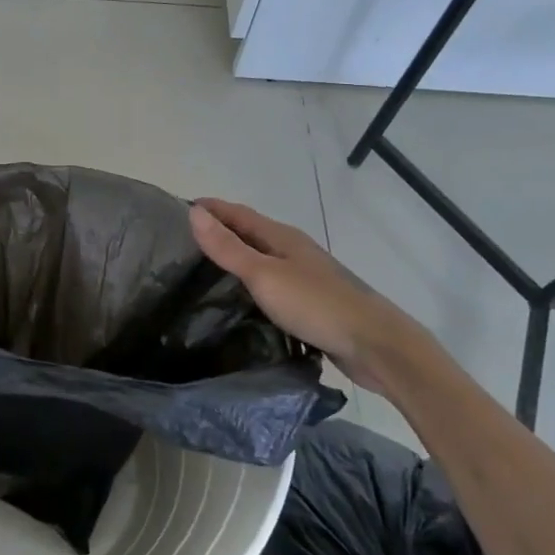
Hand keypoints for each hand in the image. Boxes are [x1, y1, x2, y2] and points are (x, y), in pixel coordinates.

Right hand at [188, 198, 431, 388]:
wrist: (375, 345)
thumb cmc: (316, 304)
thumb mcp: (264, 275)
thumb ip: (228, 247)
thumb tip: (194, 213)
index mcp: (282, 237)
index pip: (238, 213)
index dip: (211, 209)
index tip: (179, 209)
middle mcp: (293, 250)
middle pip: (250, 233)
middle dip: (220, 231)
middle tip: (183, 242)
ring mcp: (304, 276)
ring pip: (262, 259)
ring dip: (235, 258)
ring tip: (203, 271)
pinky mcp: (311, 303)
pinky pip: (272, 284)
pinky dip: (251, 284)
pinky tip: (240, 301)